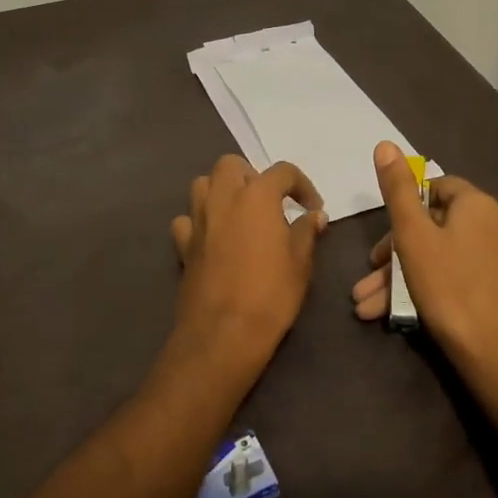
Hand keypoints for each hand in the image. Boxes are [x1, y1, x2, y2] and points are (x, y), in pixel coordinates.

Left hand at [168, 155, 326, 383]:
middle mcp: (223, 197)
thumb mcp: (301, 263)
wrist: (223, 332)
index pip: (283, 172)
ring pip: (203, 184)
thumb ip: (306, 232)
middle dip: (252, 176)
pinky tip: (213, 237)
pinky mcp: (182, 244)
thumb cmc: (271, 294)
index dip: (302, 185)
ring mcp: (198, 219)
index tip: (312, 208)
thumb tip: (314, 216)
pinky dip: (199, 221)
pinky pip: (187, 219)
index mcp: (257, 196)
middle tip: (269, 203)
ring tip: (240, 213)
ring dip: (222, 190)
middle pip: (232, 165)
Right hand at [352, 141, 497, 379]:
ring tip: (366, 306)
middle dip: (392, 255)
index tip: (381, 238)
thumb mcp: (413, 236)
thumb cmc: (449, 287)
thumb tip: (386, 144)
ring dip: (399, 278)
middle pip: (433, 227)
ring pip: (438, 256)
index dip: (403, 208)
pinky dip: (424, 288)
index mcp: (478, 204)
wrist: (495, 355)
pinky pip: (454, 275)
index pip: (435, 188)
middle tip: (368, 278)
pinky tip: (391, 314)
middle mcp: (495, 223)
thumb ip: (398, 190)